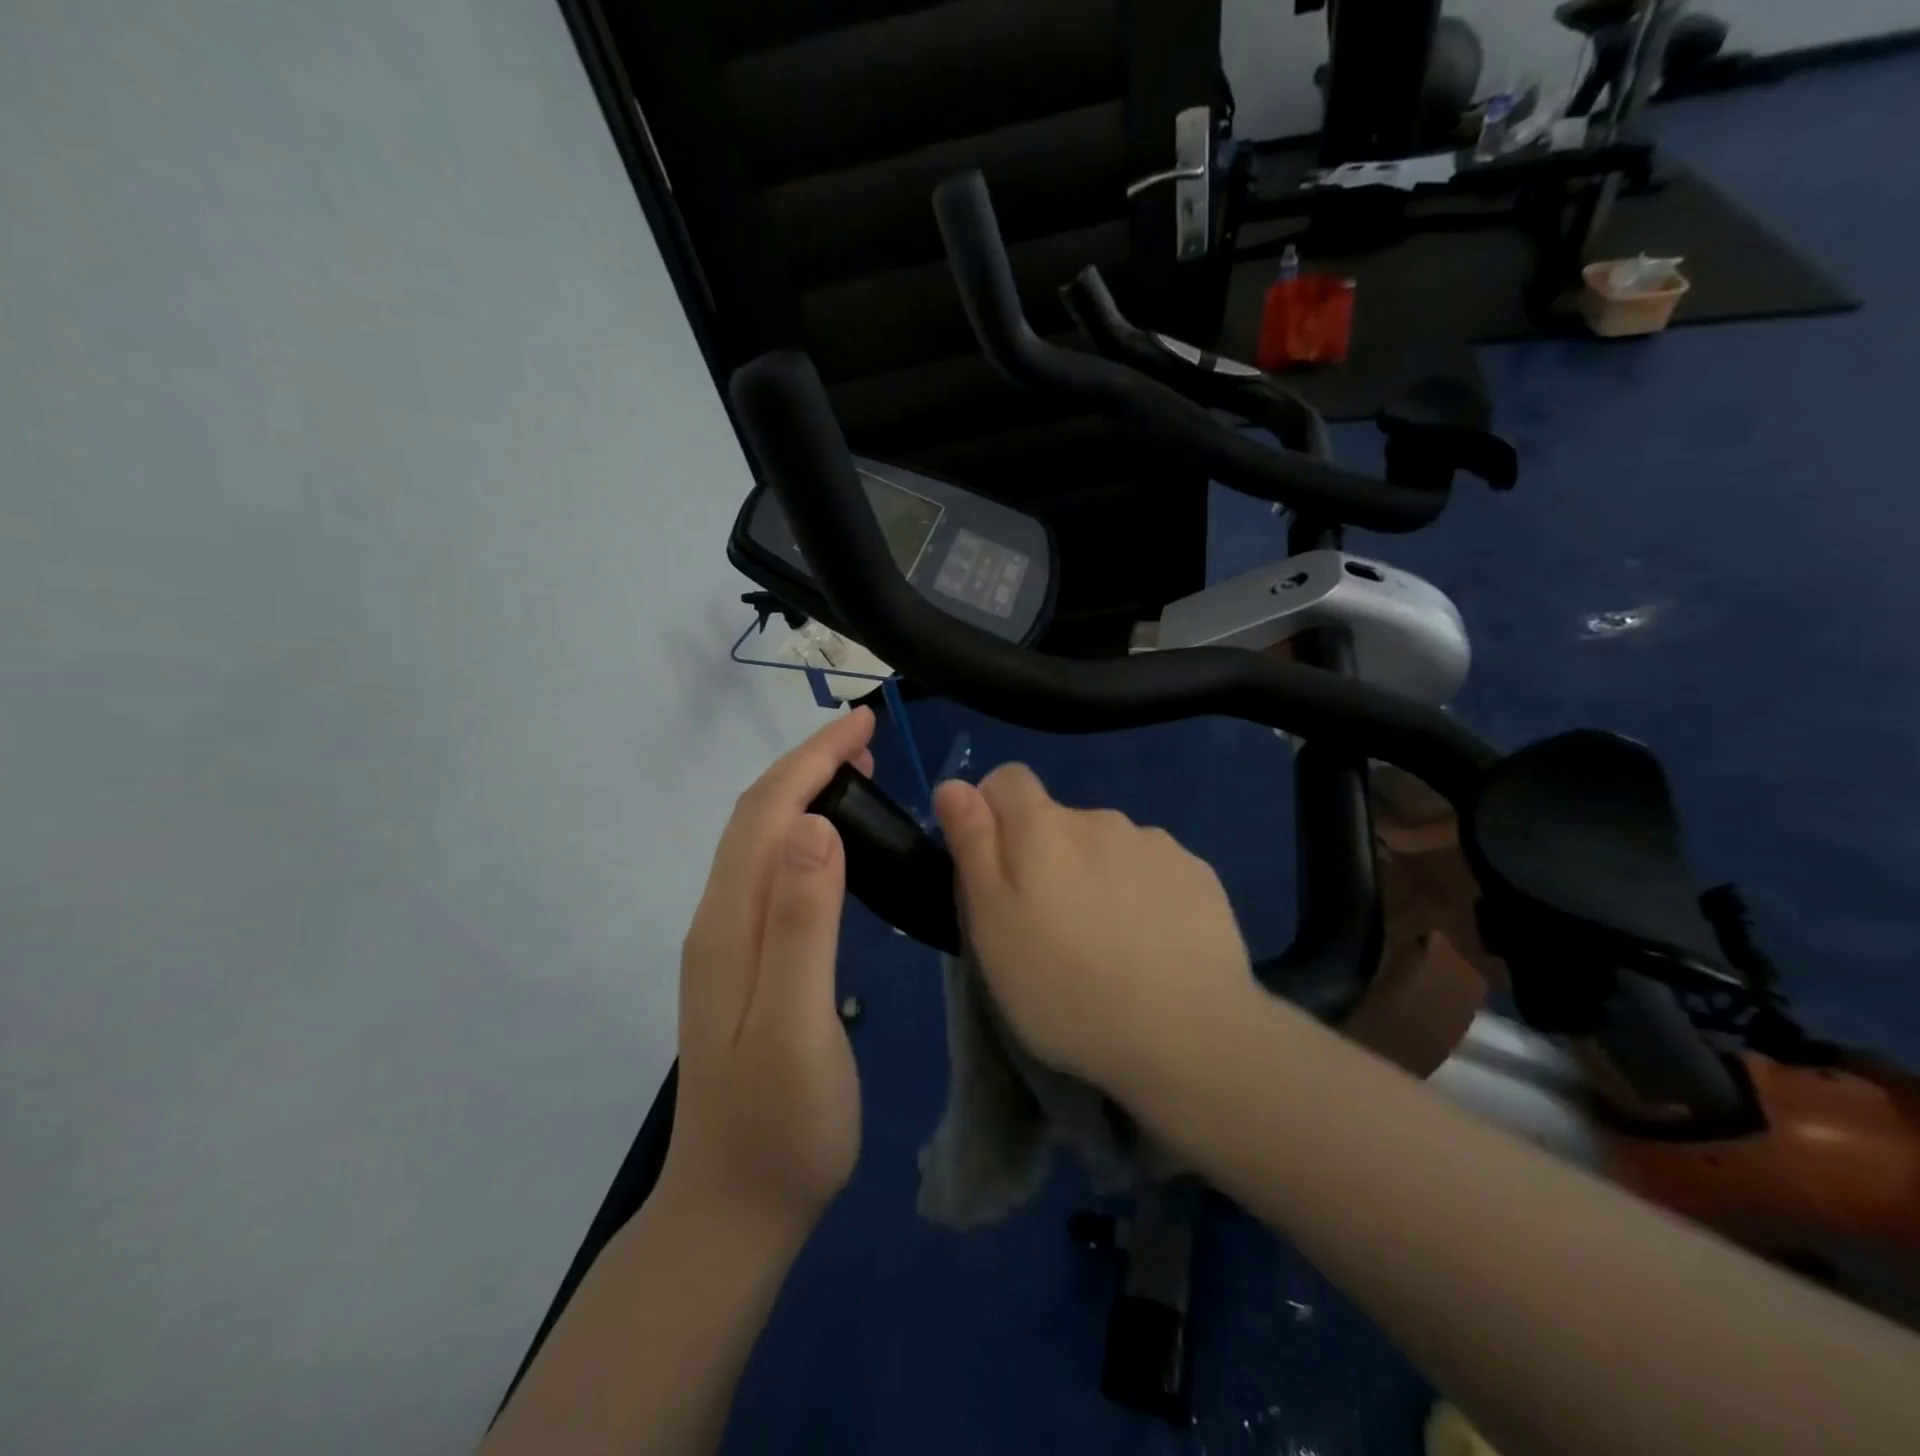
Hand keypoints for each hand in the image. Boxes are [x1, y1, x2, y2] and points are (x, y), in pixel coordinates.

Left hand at [663, 708, 875, 1239]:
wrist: (736, 1209)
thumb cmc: (780, 1125)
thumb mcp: (796, 1025)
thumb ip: (803, 925)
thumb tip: (816, 827)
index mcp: (730, 924)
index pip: (767, 814)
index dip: (812, 760)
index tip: (863, 724)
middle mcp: (720, 920)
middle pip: (757, 818)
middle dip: (807, 765)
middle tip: (867, 740)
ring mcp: (729, 943)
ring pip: (763, 843)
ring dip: (804, 795)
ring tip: (858, 775)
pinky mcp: (746, 964)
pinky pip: (773, 874)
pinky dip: (804, 837)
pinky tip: (835, 846)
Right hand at [933, 764, 1255, 1097]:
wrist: (1188, 1036)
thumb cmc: (1066, 986)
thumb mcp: (992, 925)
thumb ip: (972, 846)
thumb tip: (954, 784)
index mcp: (1045, 827)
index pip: (1008, 779)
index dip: (992, 812)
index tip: (995, 868)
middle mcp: (1102, 819)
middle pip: (1058, 821)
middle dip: (1046, 857)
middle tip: (1049, 927)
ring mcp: (1156, 845)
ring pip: (1107, 847)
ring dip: (1096, 876)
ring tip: (1105, 944)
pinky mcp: (1198, 875)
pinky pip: (1152, 870)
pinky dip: (1141, 894)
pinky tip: (1150, 946)